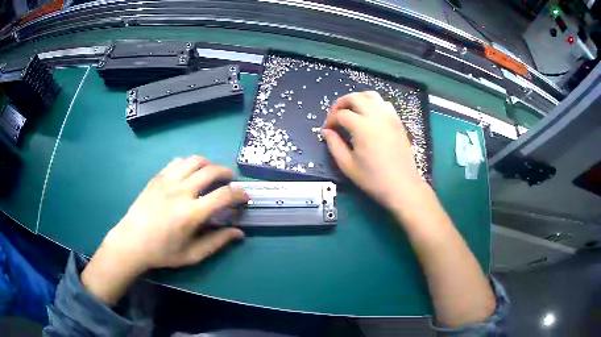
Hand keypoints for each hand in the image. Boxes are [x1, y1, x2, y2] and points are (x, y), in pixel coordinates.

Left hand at [82, 156, 246, 303]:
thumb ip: (217, 242)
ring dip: (209, 164)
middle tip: (231, 182)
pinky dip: (190, 163)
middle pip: (211, 170)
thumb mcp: (192, 255)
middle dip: (227, 173)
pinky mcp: (157, 177)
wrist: (131, 242)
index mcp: (191, 213)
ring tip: (212, 174)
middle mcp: (181, 191)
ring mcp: (167, 181)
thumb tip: (239, 233)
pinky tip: (190, 173)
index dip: (240, 194)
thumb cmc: (162, 252)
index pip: (224, 195)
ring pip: (195, 160)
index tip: (245, 197)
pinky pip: (178, 161)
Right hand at [322, 91, 426, 211]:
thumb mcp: (348, 166)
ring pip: (371, 95)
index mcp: (362, 127)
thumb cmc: (374, 179)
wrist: (402, 186)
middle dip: (341, 103)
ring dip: (357, 99)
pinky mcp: (397, 121)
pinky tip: (369, 115)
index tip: (327, 130)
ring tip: (351, 111)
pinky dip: (373, 103)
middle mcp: (376, 116)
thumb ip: (334, 145)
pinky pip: (383, 103)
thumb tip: (326, 132)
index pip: (341, 114)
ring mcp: (389, 116)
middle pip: (355, 97)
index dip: (330, 120)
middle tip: (335, 116)